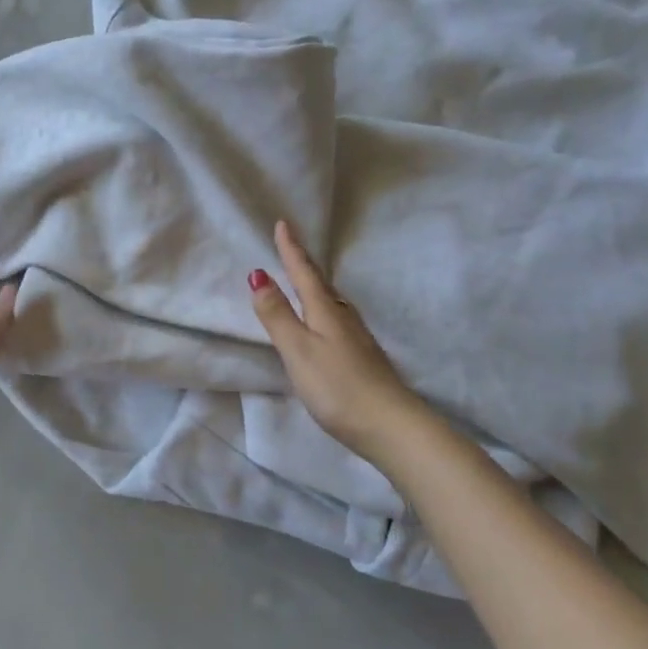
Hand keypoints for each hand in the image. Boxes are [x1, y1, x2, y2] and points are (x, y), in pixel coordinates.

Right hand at [249, 220, 420, 462]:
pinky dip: (324, 311)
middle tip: (290, 247)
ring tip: (304, 280)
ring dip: (315, 288)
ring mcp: (356, 337)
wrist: (389, 425)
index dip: (291, 250)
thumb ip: (277, 315)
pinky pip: (337, 320)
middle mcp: (343, 317)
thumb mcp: (298, 349)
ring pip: (331, 302)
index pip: (304, 273)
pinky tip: (326, 323)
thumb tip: (258, 274)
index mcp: (325, 311)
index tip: (283, 223)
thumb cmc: (337, 386)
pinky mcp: (362, 357)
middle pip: (320, 284)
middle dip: (303, 265)